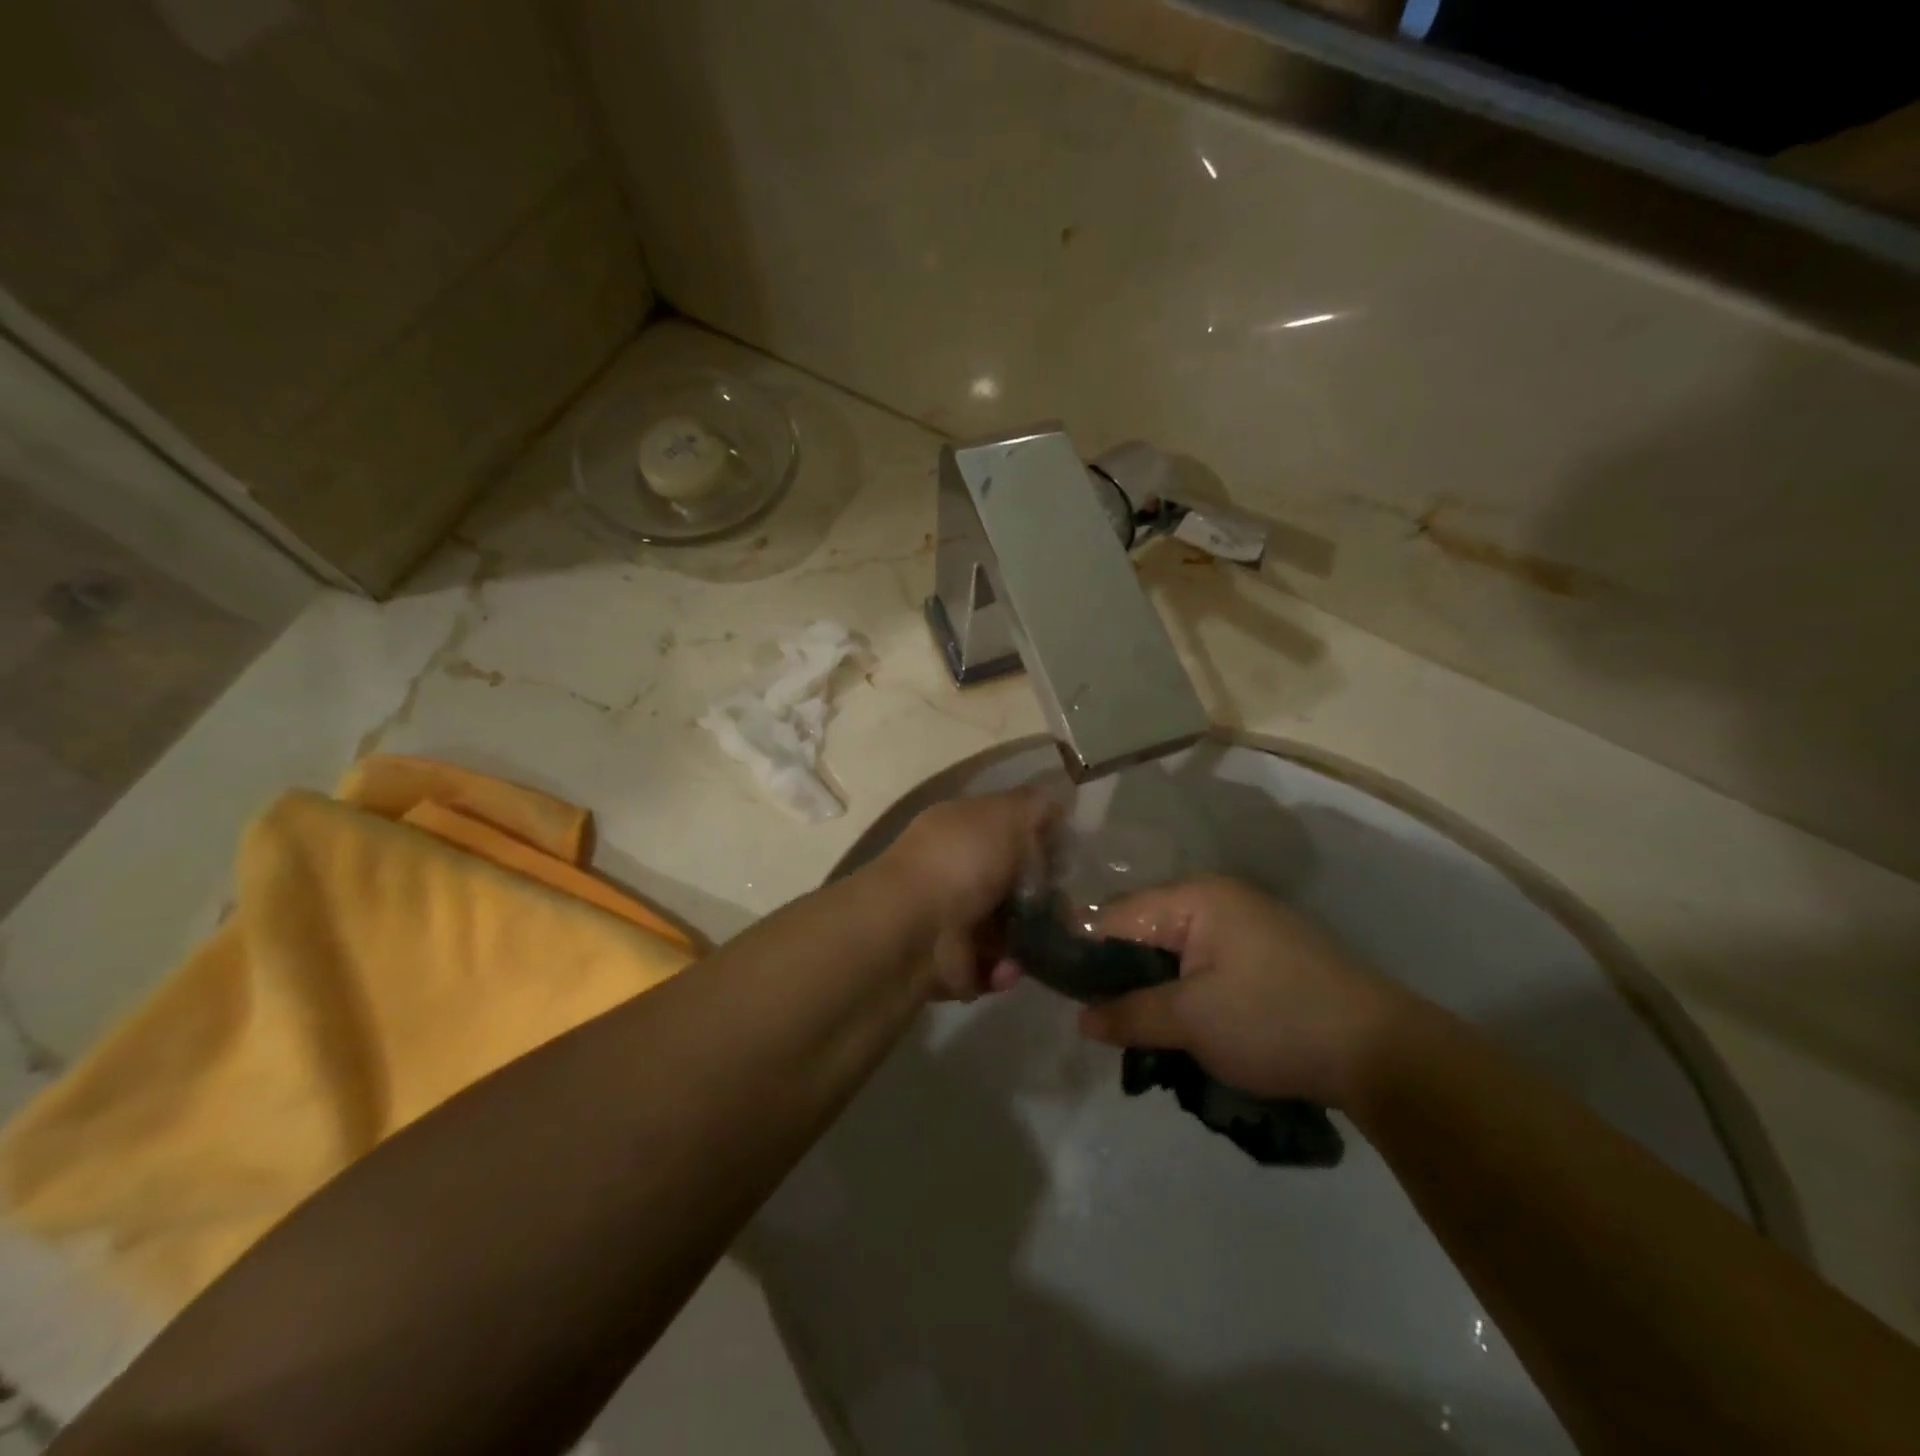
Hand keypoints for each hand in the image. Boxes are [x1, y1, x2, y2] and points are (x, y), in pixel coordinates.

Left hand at [874, 788, 1056, 1000]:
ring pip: (1003, 928)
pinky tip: (1010, 965)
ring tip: (1050, 943)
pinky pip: (989, 968)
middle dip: (1041, 896)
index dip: (1038, 838)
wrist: (912, 931)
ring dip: (1028, 938)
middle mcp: (950, 870)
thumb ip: (1033, 806)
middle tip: (1069, 906)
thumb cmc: (961, 862)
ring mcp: (947, 919)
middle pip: (1007, 881)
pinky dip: (1003, 969)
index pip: (1004, 828)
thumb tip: (1055, 805)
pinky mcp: (948, 964)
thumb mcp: (1005, 815)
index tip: (1069, 855)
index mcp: (958, 829)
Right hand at [1079, 877, 1427, 1105]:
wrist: (1384, 1053)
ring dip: (1155, 990)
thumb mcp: (1192, 1021)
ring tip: (1143, 1033)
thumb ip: (1130, 1014)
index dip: (1086, 957)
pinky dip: (1186, 993)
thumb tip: (1081, 1018)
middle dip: (1122, 978)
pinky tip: (1184, 1027)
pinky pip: (1202, 965)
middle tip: (1108, 1025)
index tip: (1069, 999)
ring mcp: (1243, 925)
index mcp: (1194, 898)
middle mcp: (1216, 899)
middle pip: (1143, 932)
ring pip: (1172, 953)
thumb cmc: (1276, 1021)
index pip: (1115, 917)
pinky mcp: (1263, 954)